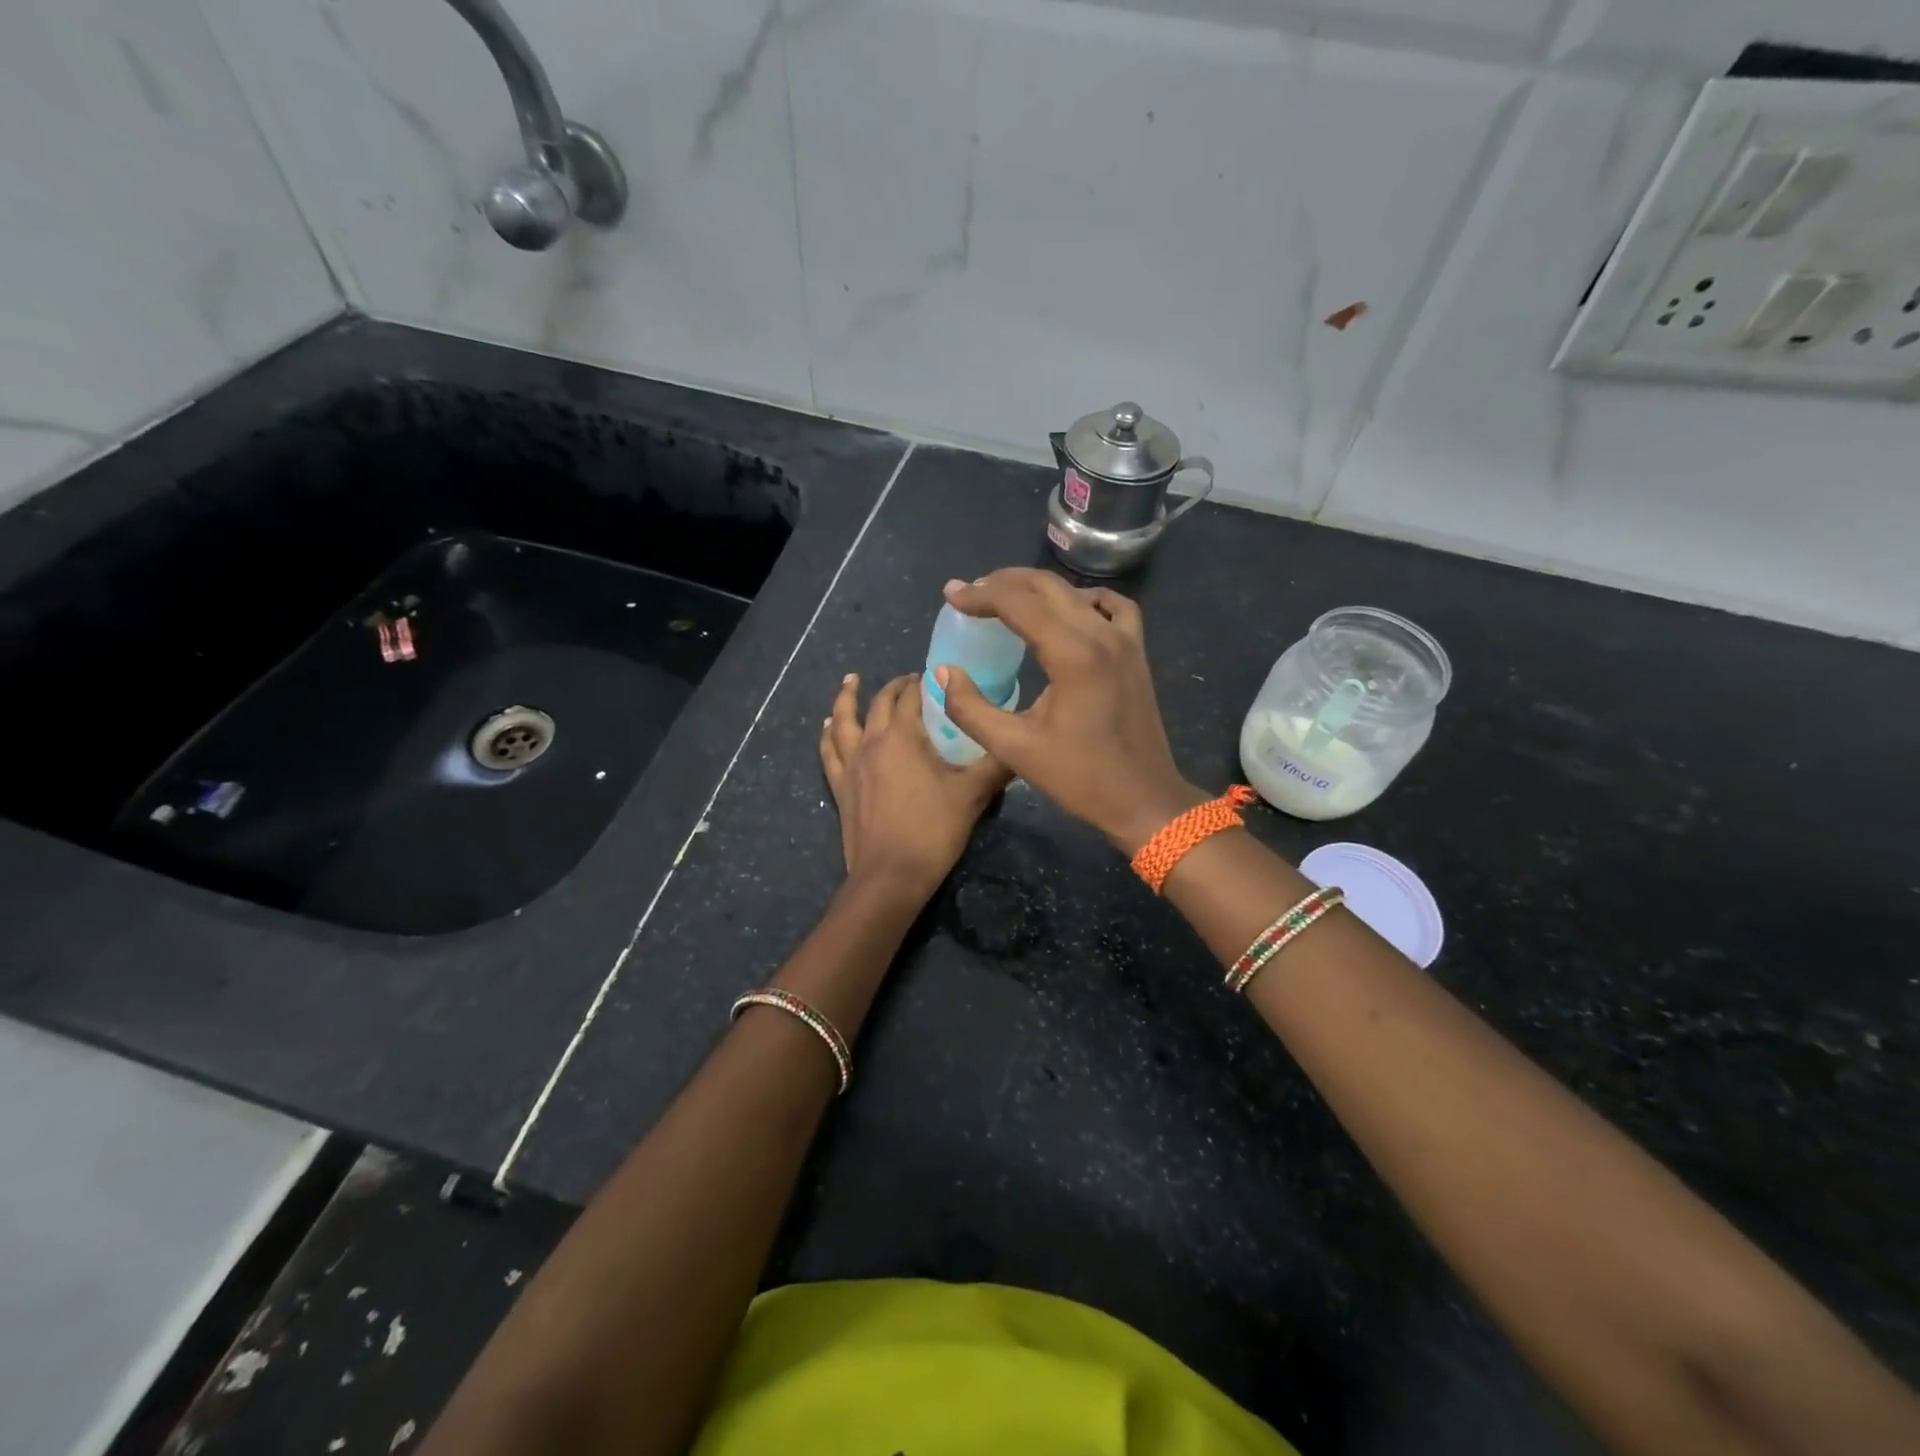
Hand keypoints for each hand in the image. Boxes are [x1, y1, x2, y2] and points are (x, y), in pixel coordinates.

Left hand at [820, 672, 1011, 896]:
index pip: (912, 697)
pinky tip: (829, 726)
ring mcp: (851, 765)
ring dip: (847, 698)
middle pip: (880, 703)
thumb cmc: (933, 831)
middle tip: (910, 680)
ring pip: (843, 721)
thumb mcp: (973, 795)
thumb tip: (1021, 745)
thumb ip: (998, 765)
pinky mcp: (840, 787)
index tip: (937, 676)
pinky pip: (829, 752)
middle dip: (895, 687)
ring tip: (851, 680)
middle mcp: (872, 742)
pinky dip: (828, 734)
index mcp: (902, 737)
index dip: (924, 683)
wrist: (891, 876)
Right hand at [936, 570, 1201, 853]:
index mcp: (1072, 655)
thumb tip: (943, 672)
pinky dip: (1084, 599)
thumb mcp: (1015, 749)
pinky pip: (1112, 606)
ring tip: (1006, 599)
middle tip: (970, 594)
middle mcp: (1101, 635)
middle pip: (1046, 587)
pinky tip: (1068, 611)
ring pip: (1076, 592)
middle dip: (1003, 583)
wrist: (1144, 799)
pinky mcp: (1137, 652)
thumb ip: (971, 708)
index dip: (979, 595)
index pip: (1018, 603)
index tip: (950, 595)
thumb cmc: (1080, 778)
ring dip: (1037, 588)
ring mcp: (1125, 640)